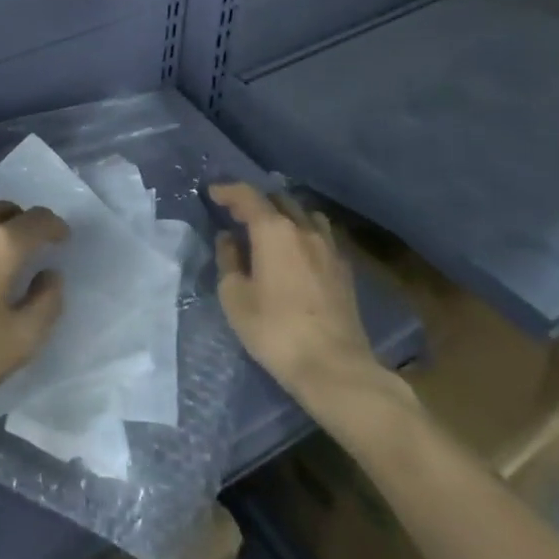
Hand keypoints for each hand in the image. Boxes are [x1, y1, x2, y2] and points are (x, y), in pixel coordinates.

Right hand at [212, 183, 411, 417]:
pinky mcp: (344, 269)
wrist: (335, 368)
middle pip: (278, 199)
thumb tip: (229, 239)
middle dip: (256, 201)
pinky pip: (321, 235)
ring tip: (271, 229)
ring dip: (284, 214)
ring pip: (305, 214)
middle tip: (238, 214)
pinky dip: (304, 233)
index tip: (213, 193)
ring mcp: (329, 247)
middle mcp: (303, 229)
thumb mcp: (235, 297)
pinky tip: (298, 252)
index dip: (228, 190)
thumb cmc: (276, 331)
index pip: (247, 195)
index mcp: (274, 230)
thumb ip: (229, 260)